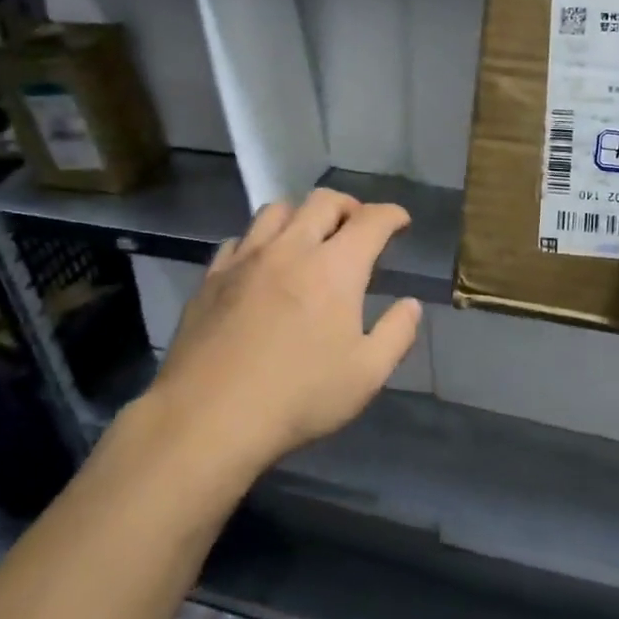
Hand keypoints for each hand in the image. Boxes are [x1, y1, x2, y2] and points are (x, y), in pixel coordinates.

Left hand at [141, 188, 421, 475]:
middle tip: (358, 227)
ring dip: (302, 215)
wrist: (209, 417)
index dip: (392, 215)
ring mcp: (246, 259)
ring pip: (277, 210)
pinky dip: (261, 240)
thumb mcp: (367, 375)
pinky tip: (262, 264)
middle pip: (323, 201)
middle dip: (349, 206)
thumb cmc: (299, 397)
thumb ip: (397, 334)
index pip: (371, 221)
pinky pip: (241, 239)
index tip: (401, 223)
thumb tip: (410, 305)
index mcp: (335, 268)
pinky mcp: (212, 277)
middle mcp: (290, 249)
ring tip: (309, 238)